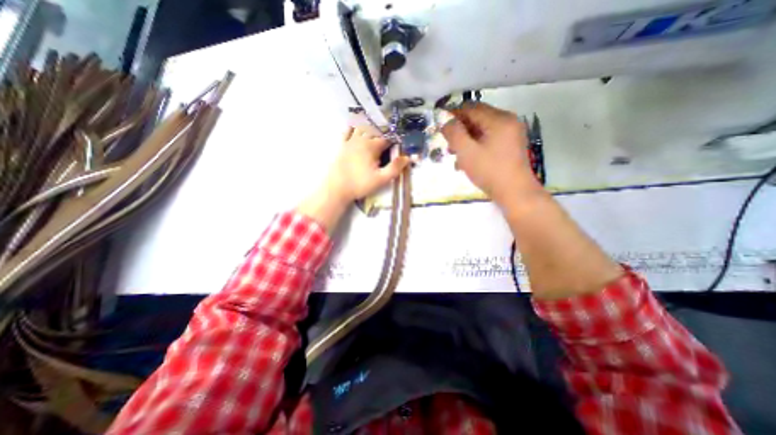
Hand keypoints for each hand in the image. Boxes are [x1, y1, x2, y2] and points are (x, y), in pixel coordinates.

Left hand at [298, 126, 407, 234]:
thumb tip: (407, 158)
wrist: (337, 188)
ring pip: (361, 127)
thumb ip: (395, 168)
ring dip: (370, 126)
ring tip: (376, 129)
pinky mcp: (342, 146)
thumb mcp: (381, 179)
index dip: (394, 140)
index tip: (399, 143)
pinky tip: (355, 125)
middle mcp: (361, 140)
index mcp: (372, 147)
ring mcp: (350, 142)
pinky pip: (347, 131)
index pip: (387, 139)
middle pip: (375, 131)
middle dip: (383, 132)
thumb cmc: (360, 184)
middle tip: (389, 138)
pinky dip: (353, 127)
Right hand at [439, 103, 541, 208]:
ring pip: (482, 130)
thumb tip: (446, 121)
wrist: (515, 193)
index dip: (453, 114)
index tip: (440, 125)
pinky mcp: (510, 145)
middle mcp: (508, 121)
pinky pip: (489, 139)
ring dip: (466, 139)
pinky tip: (467, 160)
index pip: (471, 108)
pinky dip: (476, 145)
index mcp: (499, 119)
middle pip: (477, 118)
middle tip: (447, 143)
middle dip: (460, 129)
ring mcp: (511, 133)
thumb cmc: (489, 171)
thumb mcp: (467, 152)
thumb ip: (454, 133)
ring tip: (454, 154)